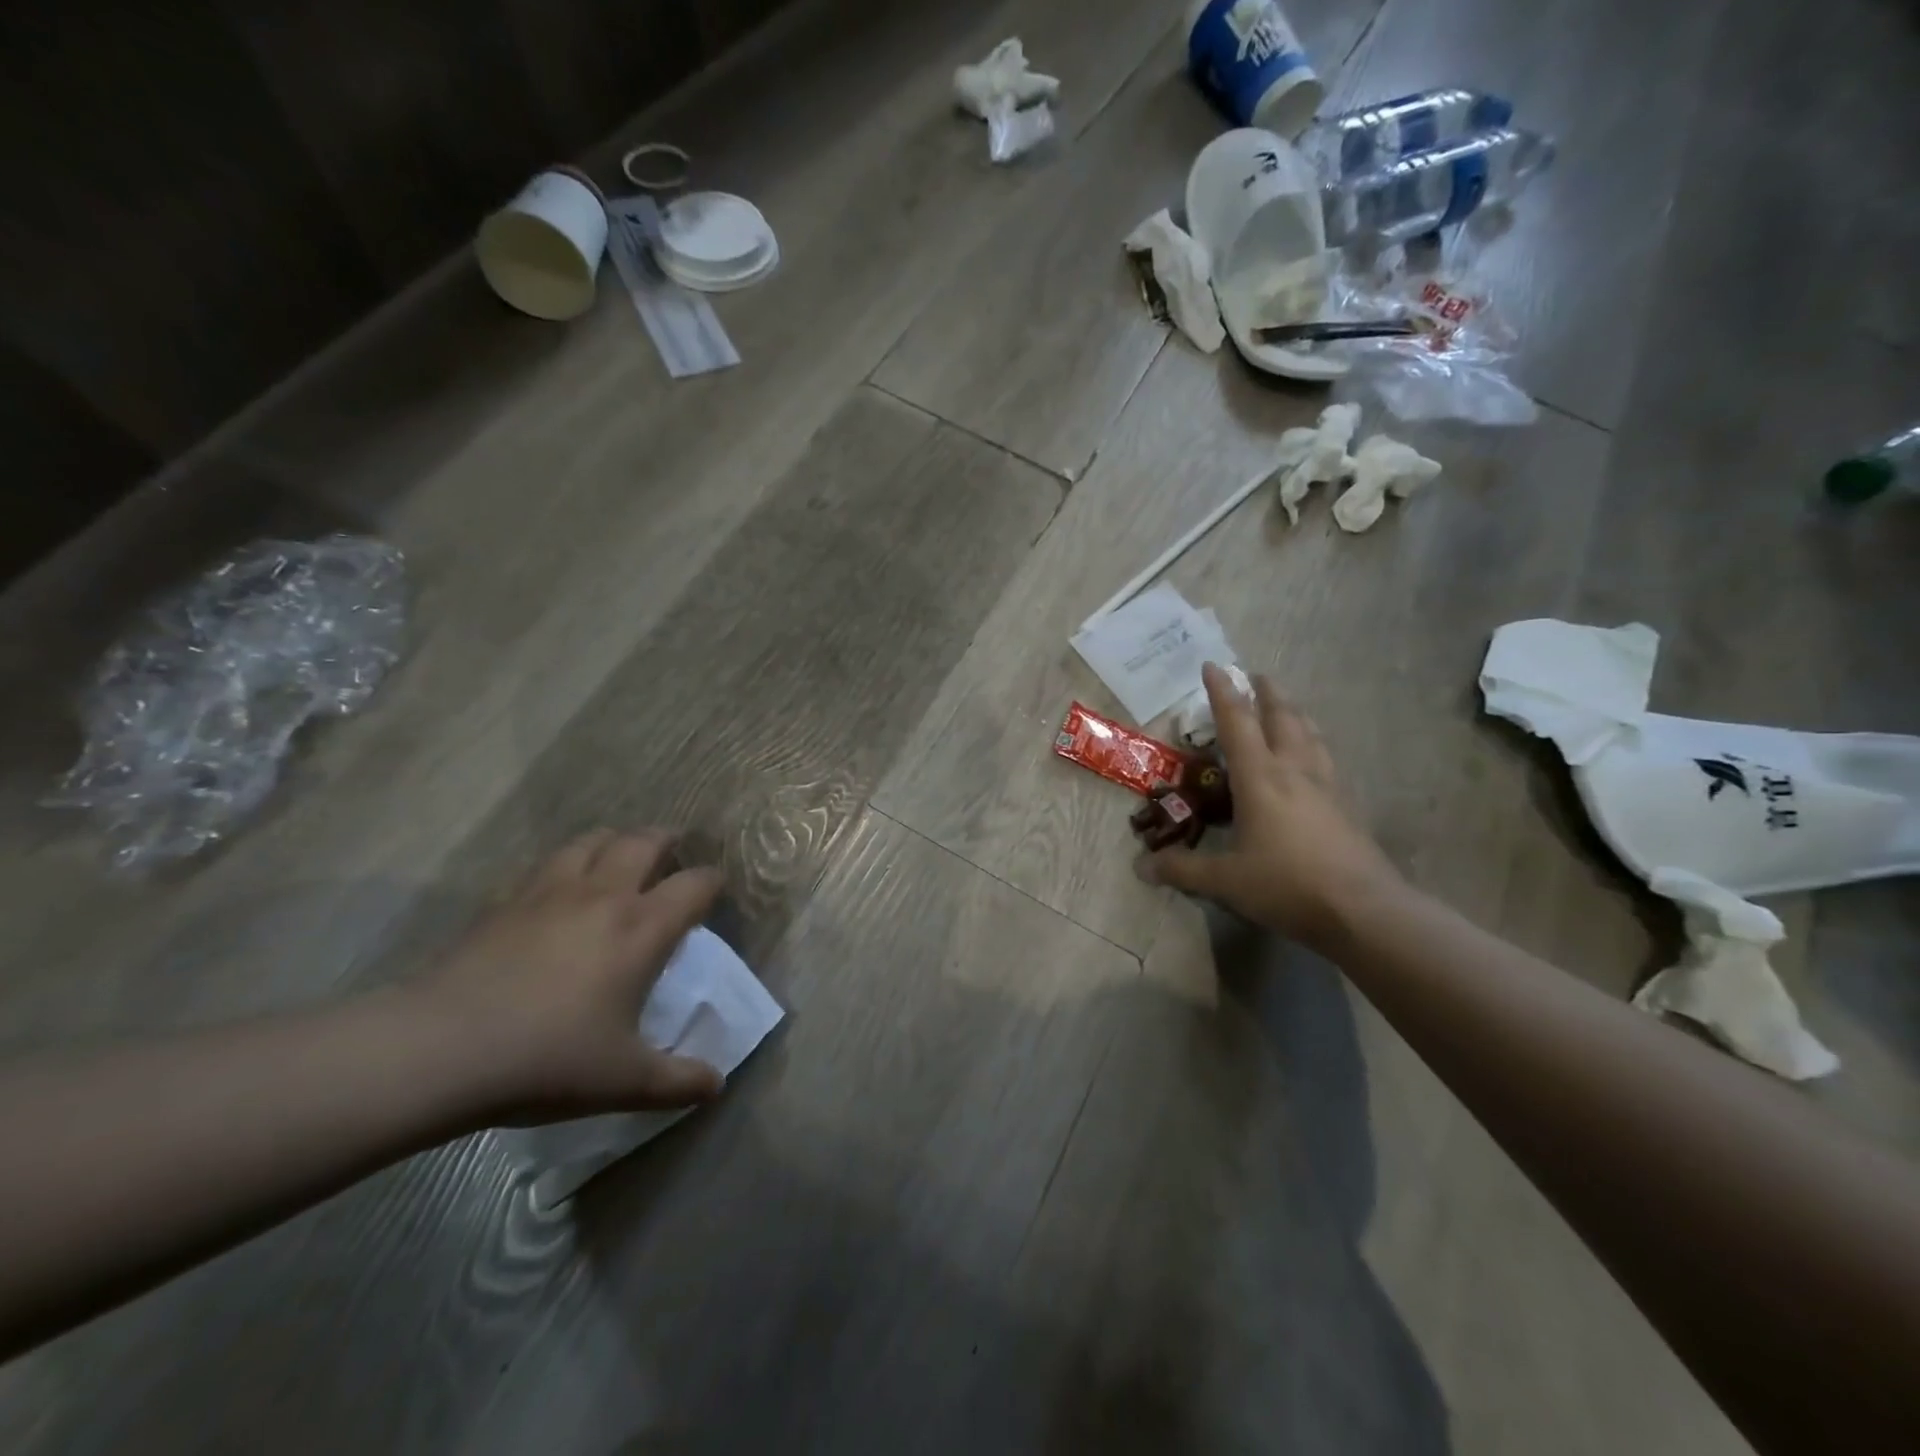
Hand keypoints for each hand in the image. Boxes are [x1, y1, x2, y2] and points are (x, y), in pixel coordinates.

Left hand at [408, 830, 726, 1122]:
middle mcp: (604, 895)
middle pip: (644, 842)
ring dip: (614, 841)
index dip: (712, 881)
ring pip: (592, 840)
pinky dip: (567, 863)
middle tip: (673, 852)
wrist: (441, 1050)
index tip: (715, 890)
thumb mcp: (624, 1082)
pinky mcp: (506, 901)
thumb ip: (678, 1082)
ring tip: (619, 856)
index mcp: (642, 928)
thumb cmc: (547, 1060)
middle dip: (667, 841)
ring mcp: (551, 892)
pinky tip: (560, 888)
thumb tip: (717, 1085)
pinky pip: (547, 864)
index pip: (695, 884)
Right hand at [1136, 664, 1403, 944]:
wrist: (1363, 910)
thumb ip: (1182, 870)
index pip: (1237, 723)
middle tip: (1256, 676)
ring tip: (1286, 708)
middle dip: (1266, 693)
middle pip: (1282, 717)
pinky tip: (1313, 759)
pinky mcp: (1346, 805)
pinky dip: (1313, 744)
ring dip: (1294, 714)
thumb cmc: (1287, 884)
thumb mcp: (1225, 881)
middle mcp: (1294, 770)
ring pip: (1310, 734)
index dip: (1222, 692)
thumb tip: (1141, 867)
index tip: (1213, 665)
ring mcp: (1326, 786)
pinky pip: (1326, 759)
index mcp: (1261, 777)